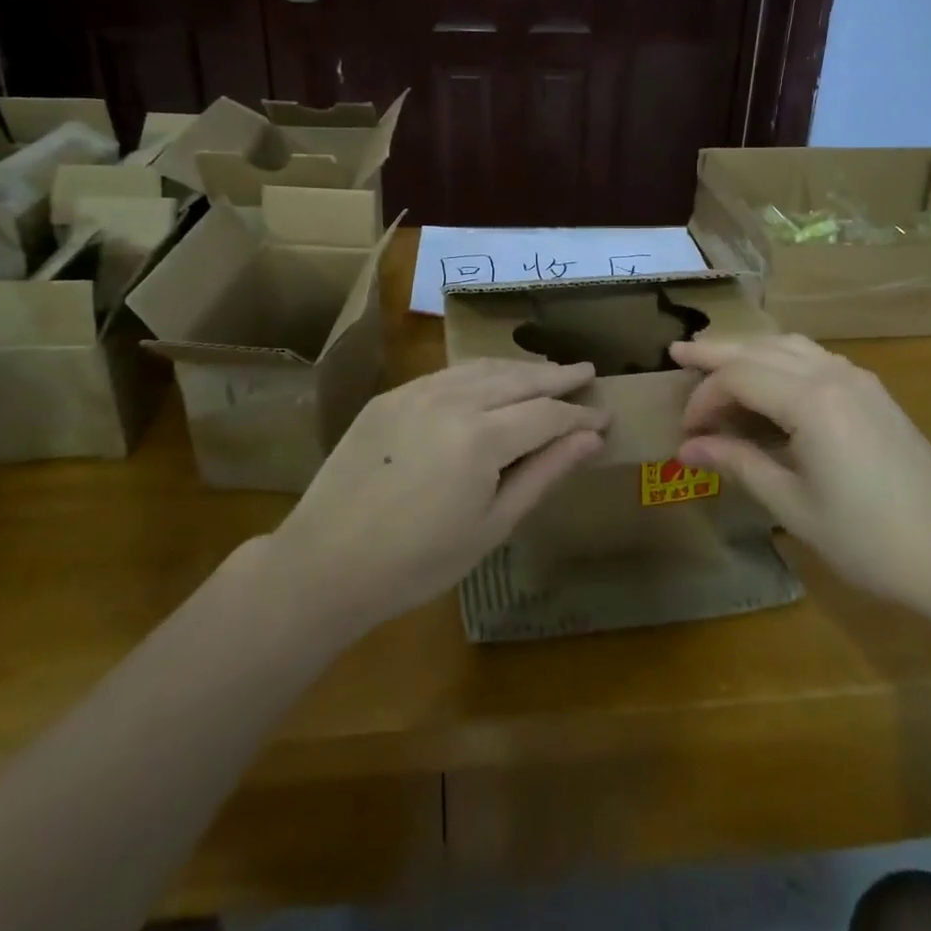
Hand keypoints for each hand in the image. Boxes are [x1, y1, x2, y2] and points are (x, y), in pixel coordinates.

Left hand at [269, 359, 608, 634]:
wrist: (326, 562)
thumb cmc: (418, 562)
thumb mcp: (492, 526)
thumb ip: (544, 474)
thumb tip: (590, 438)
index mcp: (482, 438)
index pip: (547, 414)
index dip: (579, 415)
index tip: (604, 416)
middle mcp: (453, 400)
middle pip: (518, 379)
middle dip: (555, 376)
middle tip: (585, 372)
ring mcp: (417, 392)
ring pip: (482, 368)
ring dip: (519, 369)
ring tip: (545, 373)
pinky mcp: (390, 396)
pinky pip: (447, 374)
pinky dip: (479, 373)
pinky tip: (490, 381)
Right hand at [671, 335, 930, 620]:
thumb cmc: (870, 539)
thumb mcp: (793, 506)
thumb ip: (738, 463)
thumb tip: (688, 448)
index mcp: (810, 400)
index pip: (737, 378)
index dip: (703, 399)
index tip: (685, 433)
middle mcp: (832, 374)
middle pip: (760, 348)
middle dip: (716, 353)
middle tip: (677, 352)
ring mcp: (857, 379)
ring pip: (789, 345)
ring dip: (749, 350)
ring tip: (716, 359)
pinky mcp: (872, 392)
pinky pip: (814, 357)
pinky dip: (780, 358)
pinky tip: (769, 379)